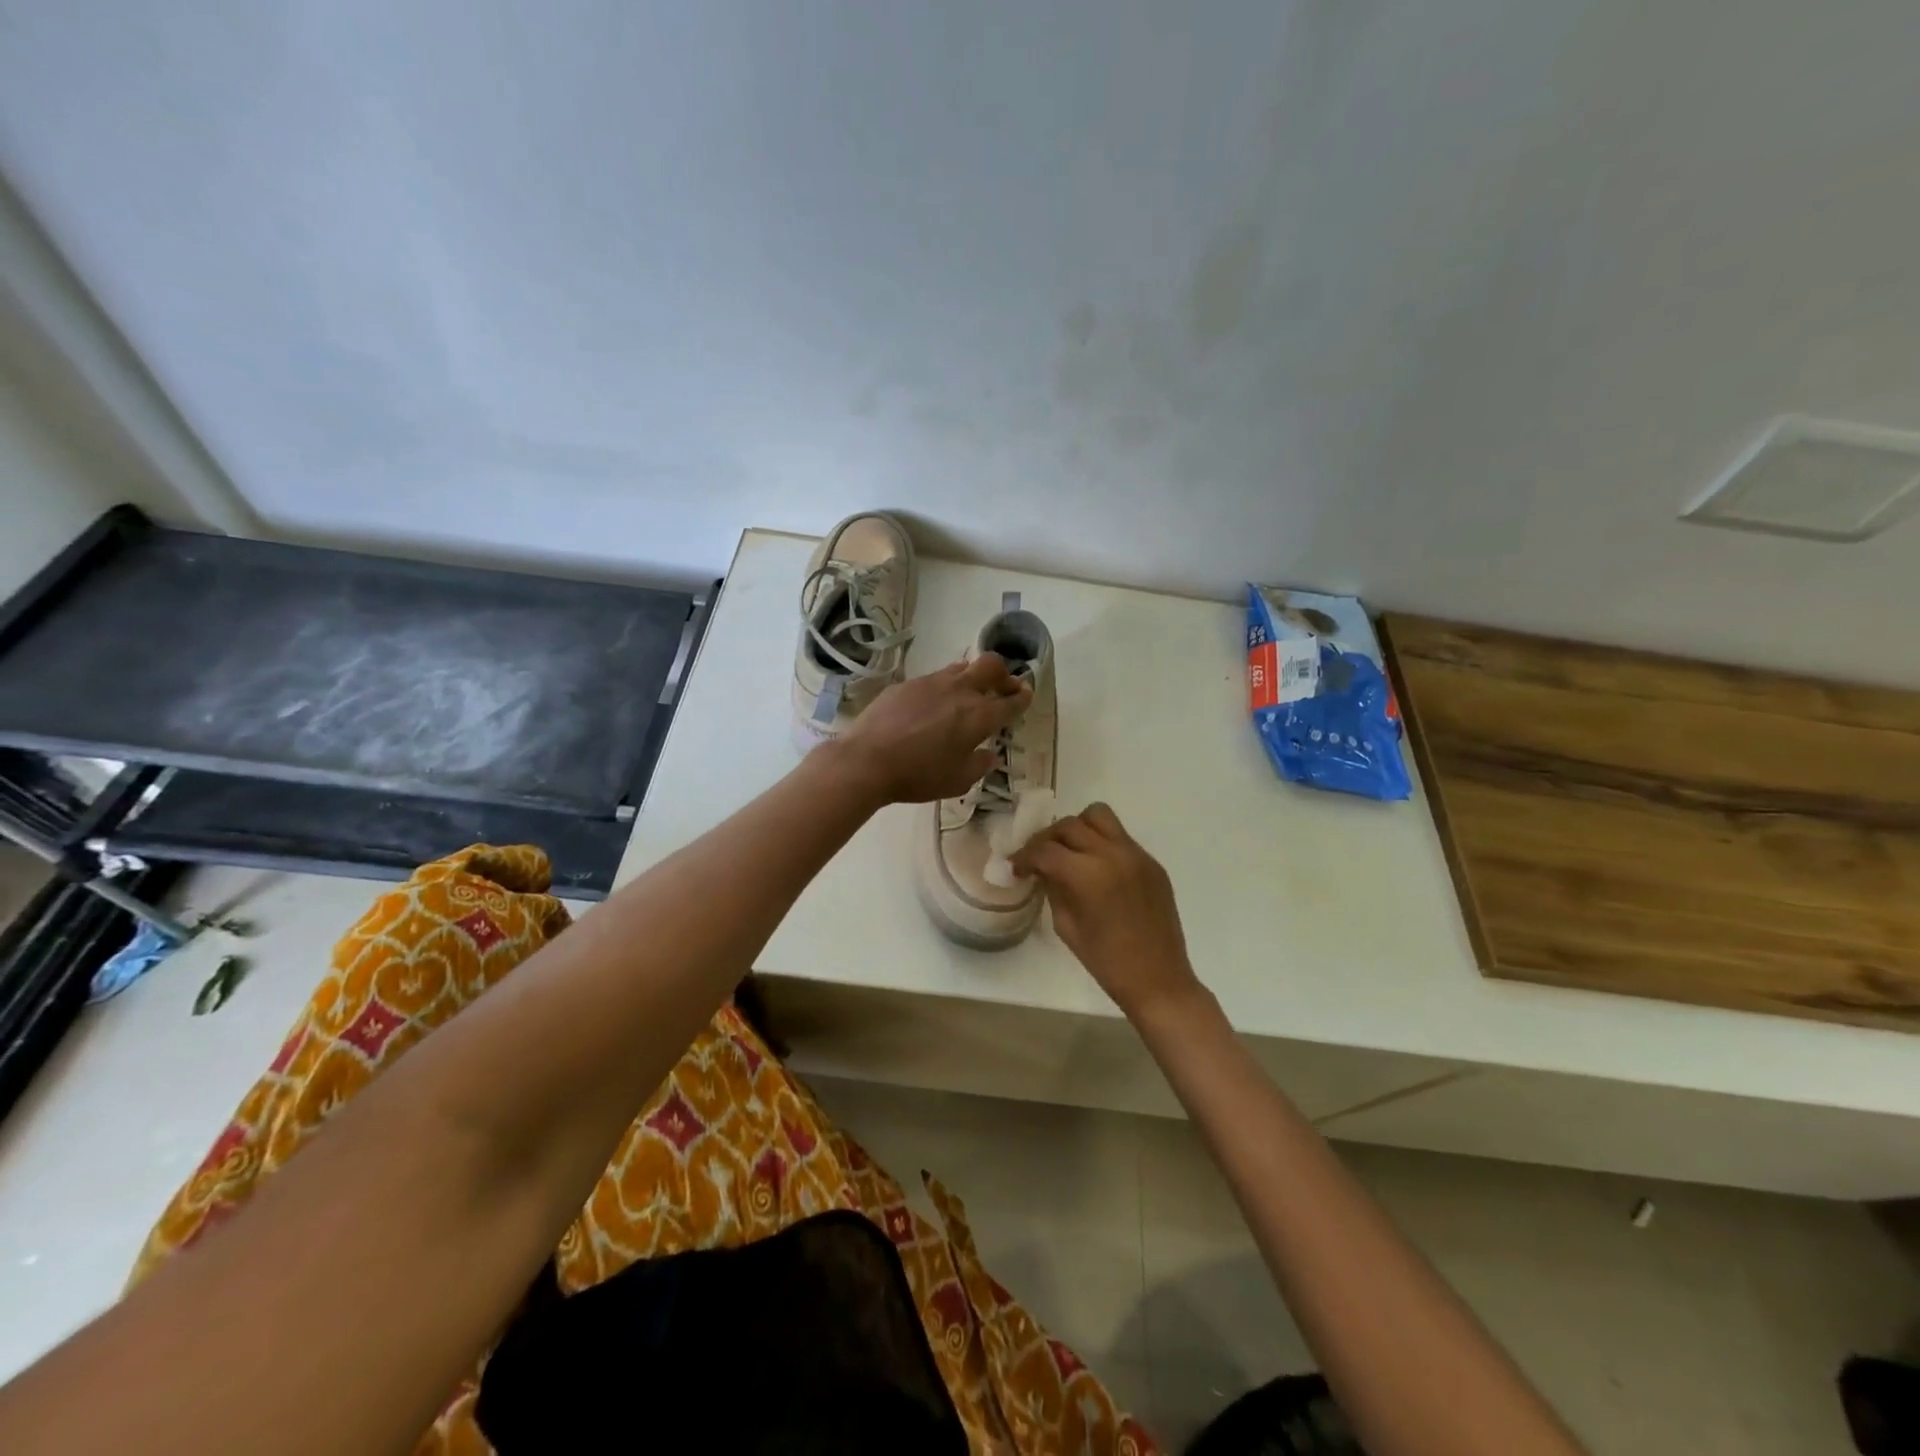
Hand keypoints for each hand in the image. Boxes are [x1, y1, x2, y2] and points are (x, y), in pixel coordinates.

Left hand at [830, 654, 1031, 804]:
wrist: (867, 760)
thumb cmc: (918, 776)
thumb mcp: (957, 781)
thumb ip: (979, 765)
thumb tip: (990, 755)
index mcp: (979, 716)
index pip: (1011, 701)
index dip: (1022, 697)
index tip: (1026, 695)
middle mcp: (960, 691)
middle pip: (991, 666)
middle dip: (1004, 674)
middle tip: (1004, 687)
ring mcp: (932, 683)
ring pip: (962, 667)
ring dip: (972, 676)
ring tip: (969, 691)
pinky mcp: (907, 683)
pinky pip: (934, 678)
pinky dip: (944, 686)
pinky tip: (933, 704)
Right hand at [1011, 803, 1201, 1020]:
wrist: (1158, 979)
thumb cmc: (1106, 962)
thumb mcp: (1066, 926)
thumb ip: (1053, 888)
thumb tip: (1042, 869)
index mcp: (1088, 875)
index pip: (1045, 850)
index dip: (1025, 857)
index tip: (1016, 868)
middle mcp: (1113, 854)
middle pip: (1069, 825)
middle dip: (1047, 839)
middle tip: (1038, 858)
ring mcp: (1136, 855)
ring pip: (1099, 816)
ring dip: (1077, 828)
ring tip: (1070, 851)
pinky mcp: (1152, 862)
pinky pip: (1120, 837)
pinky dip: (1102, 843)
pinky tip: (1096, 868)